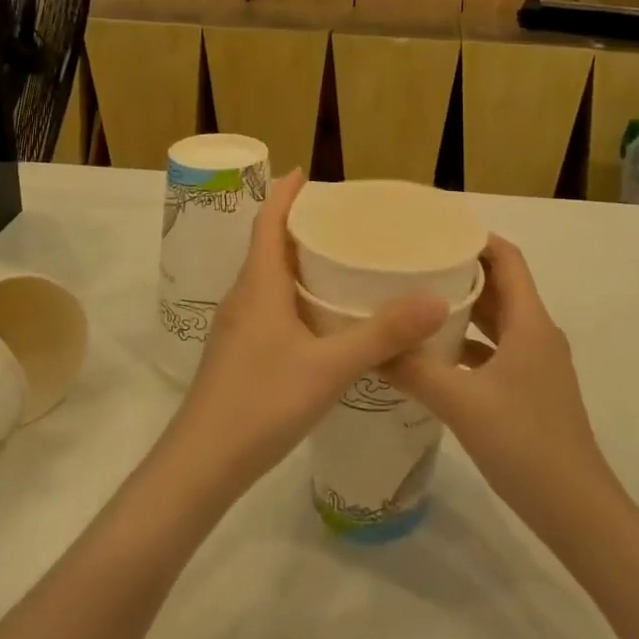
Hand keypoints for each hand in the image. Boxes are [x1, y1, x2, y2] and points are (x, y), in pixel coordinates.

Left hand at [163, 170, 447, 501]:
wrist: (201, 465)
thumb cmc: (262, 403)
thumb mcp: (330, 367)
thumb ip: (382, 334)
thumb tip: (436, 299)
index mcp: (259, 285)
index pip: (267, 222)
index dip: (284, 193)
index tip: (307, 172)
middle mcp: (244, 297)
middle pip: (269, 246)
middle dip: (300, 225)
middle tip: (344, 220)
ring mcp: (237, 327)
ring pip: (269, 279)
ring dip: (298, 262)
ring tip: (341, 262)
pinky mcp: (239, 353)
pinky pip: (269, 306)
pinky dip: (295, 295)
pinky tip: (322, 319)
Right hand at [388, 236, 618, 531]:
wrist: (576, 510)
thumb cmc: (524, 443)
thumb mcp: (461, 403)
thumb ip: (414, 370)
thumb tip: (370, 346)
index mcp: (530, 322)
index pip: (507, 258)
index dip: (474, 237)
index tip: (433, 230)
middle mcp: (536, 334)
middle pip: (500, 286)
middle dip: (459, 270)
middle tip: (412, 264)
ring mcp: (536, 364)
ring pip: (496, 321)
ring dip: (462, 309)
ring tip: (415, 302)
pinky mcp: (530, 389)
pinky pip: (495, 351)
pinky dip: (467, 345)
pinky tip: (433, 356)